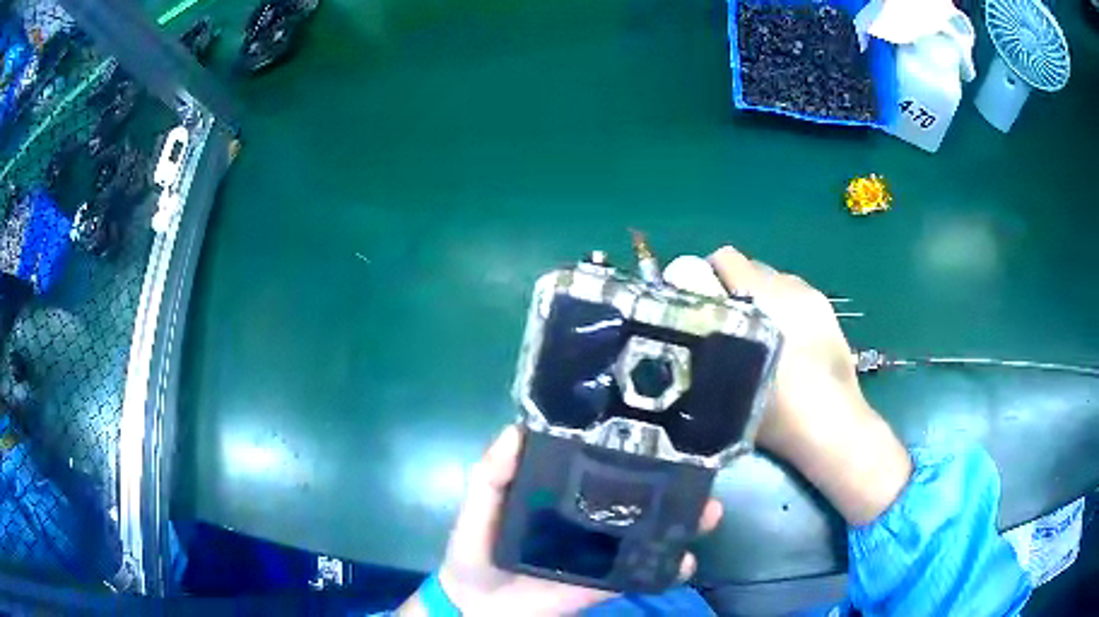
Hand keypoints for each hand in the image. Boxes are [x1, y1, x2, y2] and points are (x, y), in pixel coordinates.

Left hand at [399, 425, 723, 615]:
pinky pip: (641, 575)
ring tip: (707, 513)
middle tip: (702, 471)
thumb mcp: (480, 505)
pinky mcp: (605, 582)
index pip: (602, 464)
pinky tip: (685, 561)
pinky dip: (666, 569)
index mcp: (563, 493)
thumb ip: (493, 473)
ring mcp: (602, 551)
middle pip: (639, 496)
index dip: (631, 448)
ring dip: (682, 523)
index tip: (663, 429)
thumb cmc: (476, 549)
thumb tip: (517, 430)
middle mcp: (590, 517)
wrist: (479, 604)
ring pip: (650, 532)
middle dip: (674, 484)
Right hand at [707, 246, 910, 525]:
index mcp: (761, 298)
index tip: (702, 306)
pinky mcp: (827, 310)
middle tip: (732, 327)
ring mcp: (812, 296)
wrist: (831, 425)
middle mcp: (787, 286)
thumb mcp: (726, 383)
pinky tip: (789, 343)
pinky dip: (785, 309)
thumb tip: (692, 324)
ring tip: (763, 337)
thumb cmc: (776, 410)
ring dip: (762, 299)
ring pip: (774, 282)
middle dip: (735, 290)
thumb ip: (708, 343)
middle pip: (750, 268)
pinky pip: (795, 296)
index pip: (725, 259)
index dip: (707, 277)